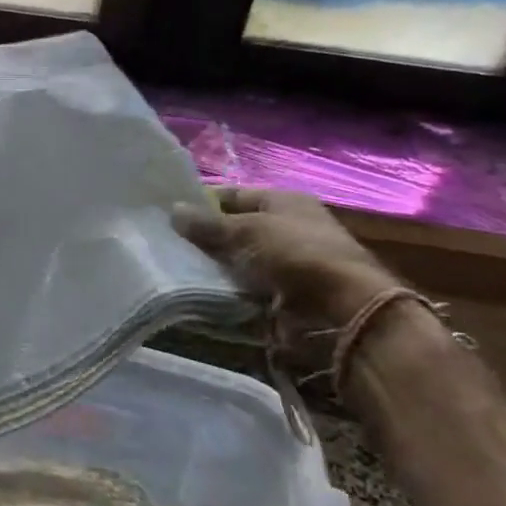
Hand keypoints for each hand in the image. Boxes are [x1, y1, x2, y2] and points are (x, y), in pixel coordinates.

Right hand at [173, 188, 397, 328]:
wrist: (340, 309)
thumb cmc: (294, 253)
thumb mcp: (246, 230)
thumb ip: (207, 223)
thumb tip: (173, 209)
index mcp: (283, 202)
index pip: (233, 196)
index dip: (202, 202)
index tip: (168, 213)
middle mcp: (285, 230)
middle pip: (233, 231)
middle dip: (203, 239)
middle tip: (164, 244)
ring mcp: (284, 266)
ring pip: (235, 264)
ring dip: (210, 269)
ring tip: (173, 270)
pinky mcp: (280, 298)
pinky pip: (242, 292)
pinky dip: (223, 294)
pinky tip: (194, 294)